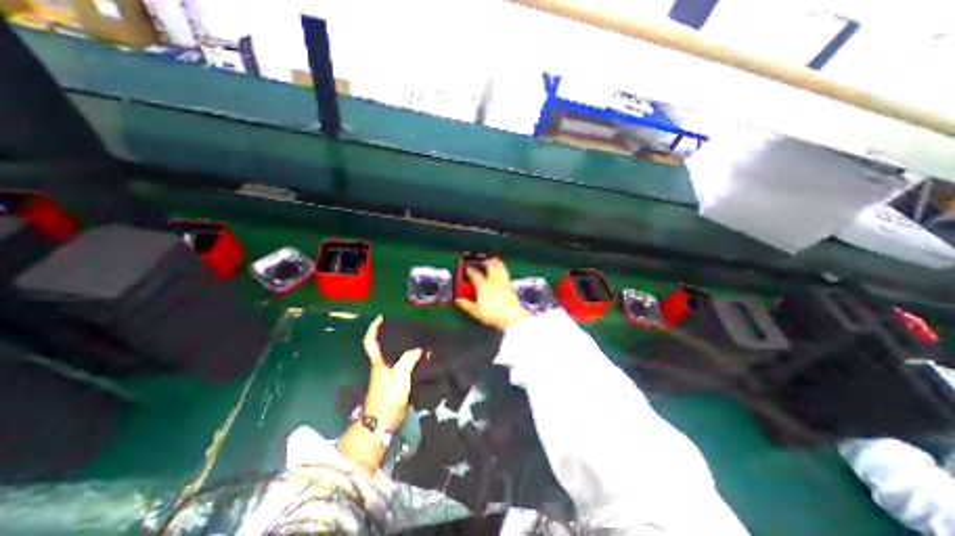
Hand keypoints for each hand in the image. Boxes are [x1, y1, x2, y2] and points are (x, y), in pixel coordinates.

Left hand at [363, 317, 425, 428]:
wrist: (383, 422)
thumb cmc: (387, 397)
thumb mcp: (399, 376)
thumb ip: (409, 359)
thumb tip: (420, 348)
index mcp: (378, 362)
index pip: (371, 341)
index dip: (373, 328)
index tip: (380, 317)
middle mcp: (381, 365)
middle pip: (383, 345)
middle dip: (391, 333)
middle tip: (406, 324)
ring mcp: (387, 374)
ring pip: (395, 354)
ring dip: (403, 345)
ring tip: (417, 337)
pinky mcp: (395, 381)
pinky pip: (403, 363)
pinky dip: (411, 357)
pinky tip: (421, 356)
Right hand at [451, 258, 529, 329]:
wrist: (510, 315)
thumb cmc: (493, 313)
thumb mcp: (476, 311)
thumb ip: (466, 304)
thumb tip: (458, 301)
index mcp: (482, 286)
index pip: (474, 275)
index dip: (470, 270)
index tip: (467, 268)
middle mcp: (492, 281)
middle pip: (488, 266)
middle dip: (483, 261)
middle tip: (481, 257)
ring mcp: (503, 282)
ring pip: (498, 267)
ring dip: (495, 262)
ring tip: (493, 258)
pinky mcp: (511, 286)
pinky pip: (506, 273)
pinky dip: (503, 269)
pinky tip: (503, 270)